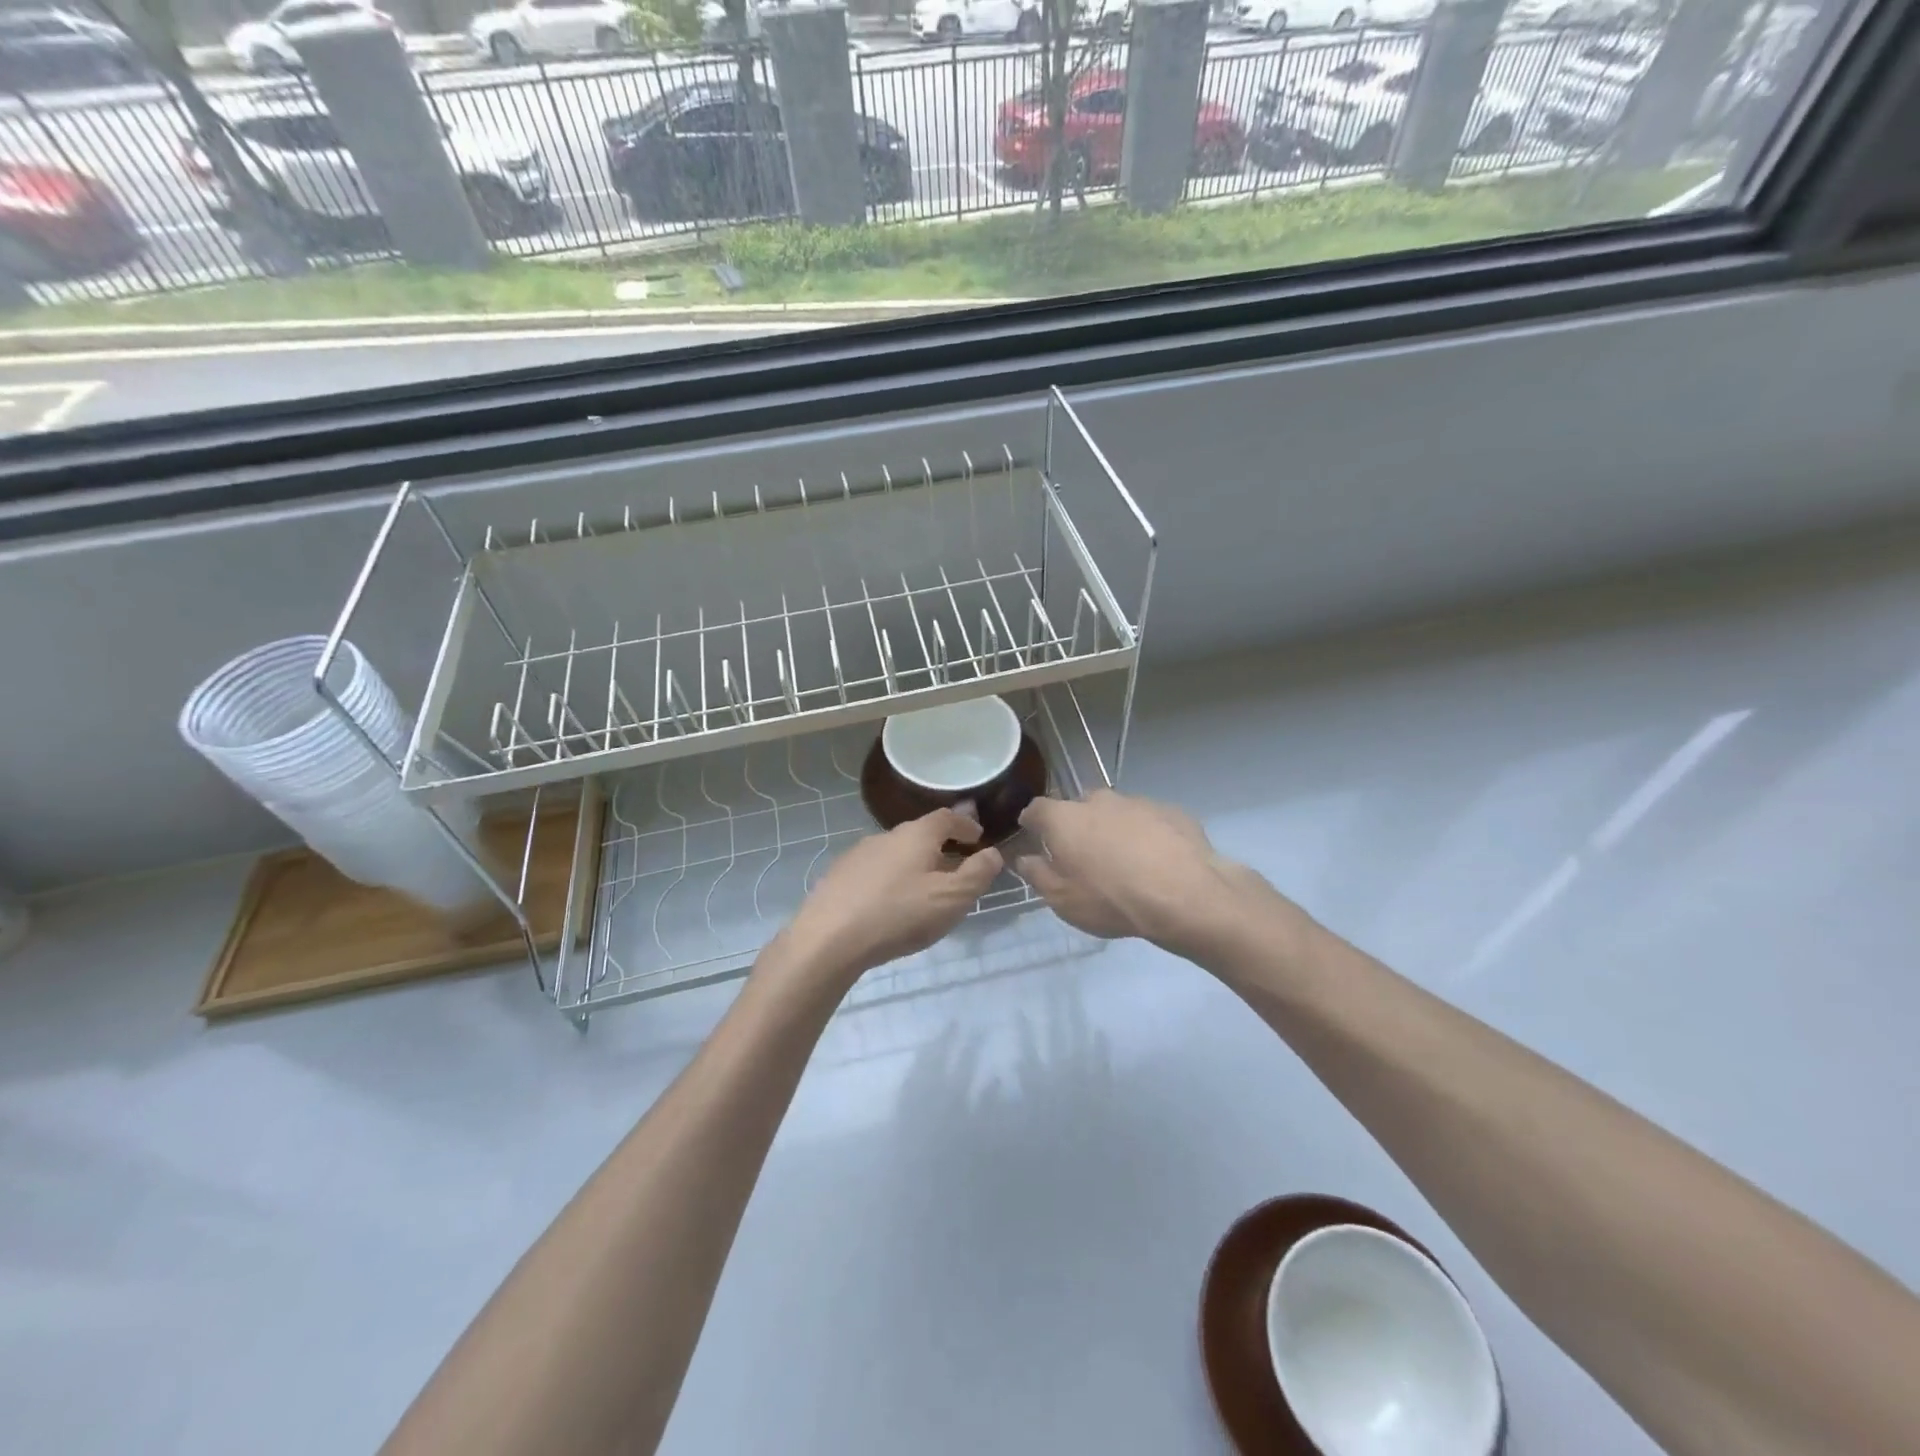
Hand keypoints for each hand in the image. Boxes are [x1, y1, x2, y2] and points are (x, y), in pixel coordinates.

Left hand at [776, 808, 1004, 989]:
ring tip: (925, 892)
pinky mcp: (838, 877)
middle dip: (941, 848)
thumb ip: (977, 874)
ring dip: (915, 866)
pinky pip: (875, 872)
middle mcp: (885, 836)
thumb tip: (993, 853)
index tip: (978, 838)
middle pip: (920, 834)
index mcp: (916, 834)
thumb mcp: (951, 898)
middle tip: (957, 869)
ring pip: (896, 854)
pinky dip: (891, 881)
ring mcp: (858, 855)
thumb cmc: (898, 914)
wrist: (828, 940)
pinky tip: (890, 905)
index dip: (965, 825)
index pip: (946, 817)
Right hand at [1014, 790, 1296, 963]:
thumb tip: (1024, 858)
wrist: (1185, 896)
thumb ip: (1037, 874)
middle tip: (1083, 858)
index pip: (1036, 809)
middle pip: (1078, 808)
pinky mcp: (1170, 811)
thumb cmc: (1111, 899)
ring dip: (1113, 830)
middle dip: (1076, 827)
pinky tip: (1156, 863)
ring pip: (1115, 813)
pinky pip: (1148, 821)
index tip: (1035, 839)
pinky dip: (1145, 836)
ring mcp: (1136, 801)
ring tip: (1124, 864)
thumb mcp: (1062, 899)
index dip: (1032, 824)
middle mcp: (1097, 800)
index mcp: (1063, 818)